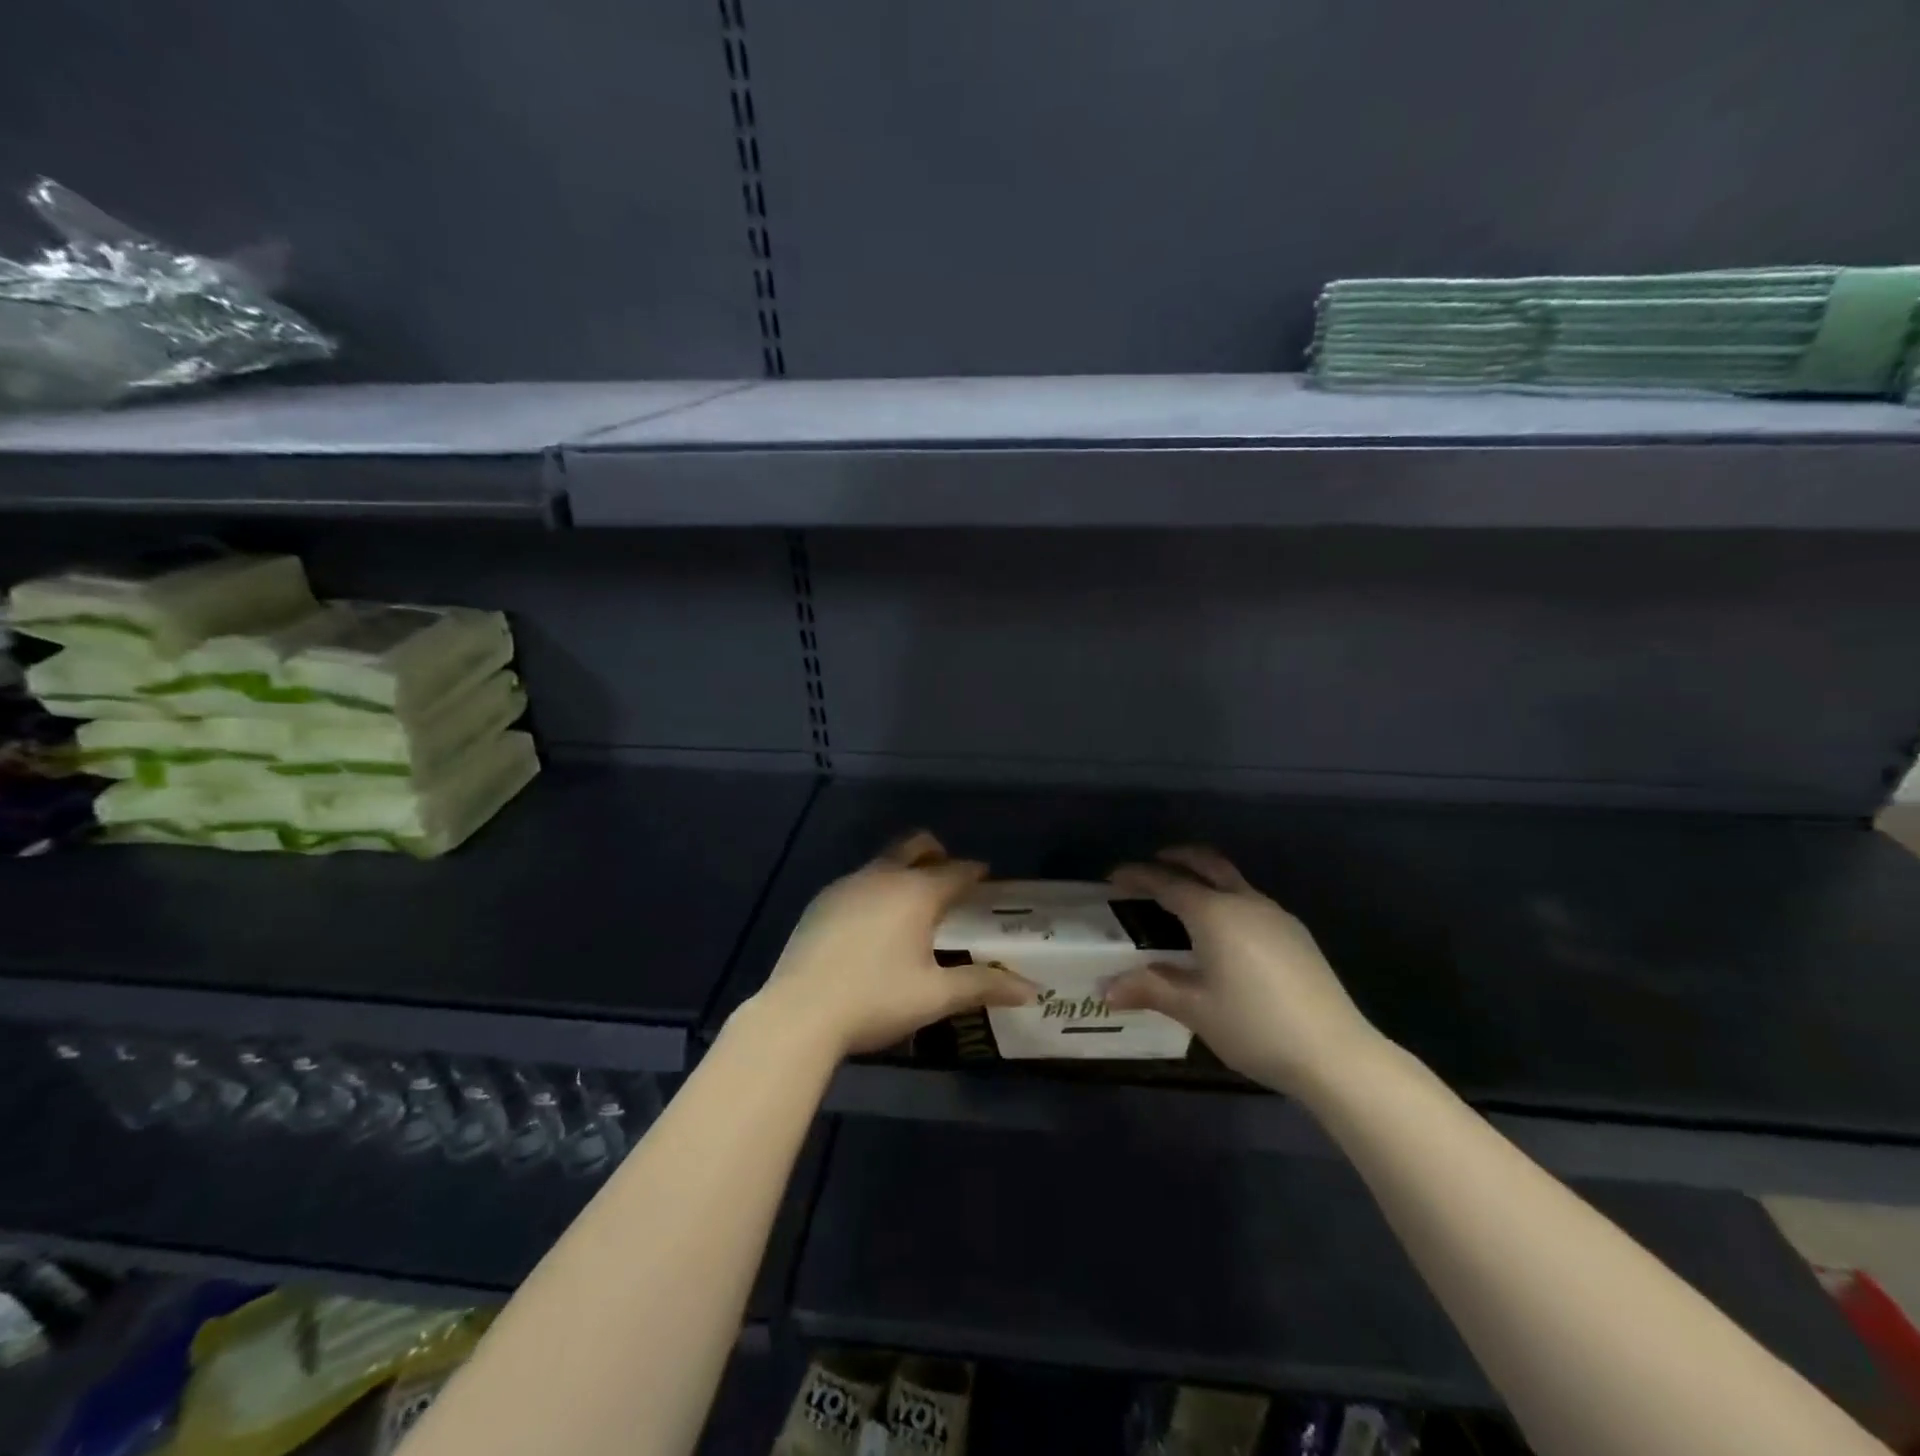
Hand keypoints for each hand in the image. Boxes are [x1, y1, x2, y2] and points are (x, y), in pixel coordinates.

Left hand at [745, 831, 1036, 1058]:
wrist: (800, 1012)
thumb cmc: (877, 999)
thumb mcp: (935, 996)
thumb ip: (983, 986)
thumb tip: (1031, 990)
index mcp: (917, 893)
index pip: (956, 870)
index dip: (974, 872)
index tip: (985, 878)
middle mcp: (883, 877)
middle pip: (916, 845)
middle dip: (937, 853)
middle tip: (949, 876)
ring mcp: (847, 885)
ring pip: (884, 862)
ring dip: (903, 871)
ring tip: (911, 903)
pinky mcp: (821, 901)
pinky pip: (858, 882)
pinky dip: (875, 889)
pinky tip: (872, 923)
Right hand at [1103, 846, 1385, 1097]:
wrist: (1335, 1053)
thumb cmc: (1255, 1026)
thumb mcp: (1196, 1009)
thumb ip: (1150, 989)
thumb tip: (1106, 989)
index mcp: (1214, 914)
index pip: (1166, 883)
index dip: (1137, 876)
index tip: (1113, 877)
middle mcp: (1244, 902)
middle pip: (1206, 863)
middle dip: (1176, 858)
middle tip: (1152, 865)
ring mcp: (1275, 915)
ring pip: (1232, 880)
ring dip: (1204, 876)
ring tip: (1183, 898)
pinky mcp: (1294, 933)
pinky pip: (1250, 900)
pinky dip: (1226, 898)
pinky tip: (1223, 931)